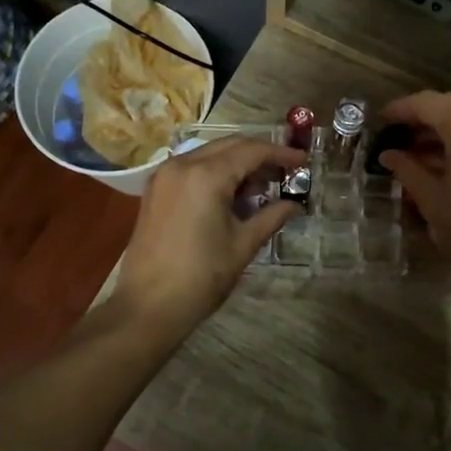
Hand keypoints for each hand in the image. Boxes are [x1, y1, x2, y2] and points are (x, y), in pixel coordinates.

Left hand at [113, 136, 304, 341]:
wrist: (147, 305)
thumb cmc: (200, 277)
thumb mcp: (242, 245)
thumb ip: (271, 217)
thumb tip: (294, 204)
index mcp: (206, 176)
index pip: (251, 151)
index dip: (280, 154)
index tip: (303, 161)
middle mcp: (182, 164)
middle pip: (230, 145)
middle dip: (259, 155)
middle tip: (285, 174)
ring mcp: (165, 175)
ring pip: (210, 153)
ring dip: (237, 163)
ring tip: (262, 188)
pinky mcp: (156, 189)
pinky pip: (192, 167)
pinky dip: (215, 172)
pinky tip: (231, 195)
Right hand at [376, 92, 450, 303]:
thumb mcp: (431, 200)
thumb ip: (408, 168)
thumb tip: (389, 154)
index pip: (429, 104)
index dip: (402, 109)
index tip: (381, 119)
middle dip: (425, 117)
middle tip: (399, 134)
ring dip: (448, 128)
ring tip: (419, 150)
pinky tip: (450, 160)